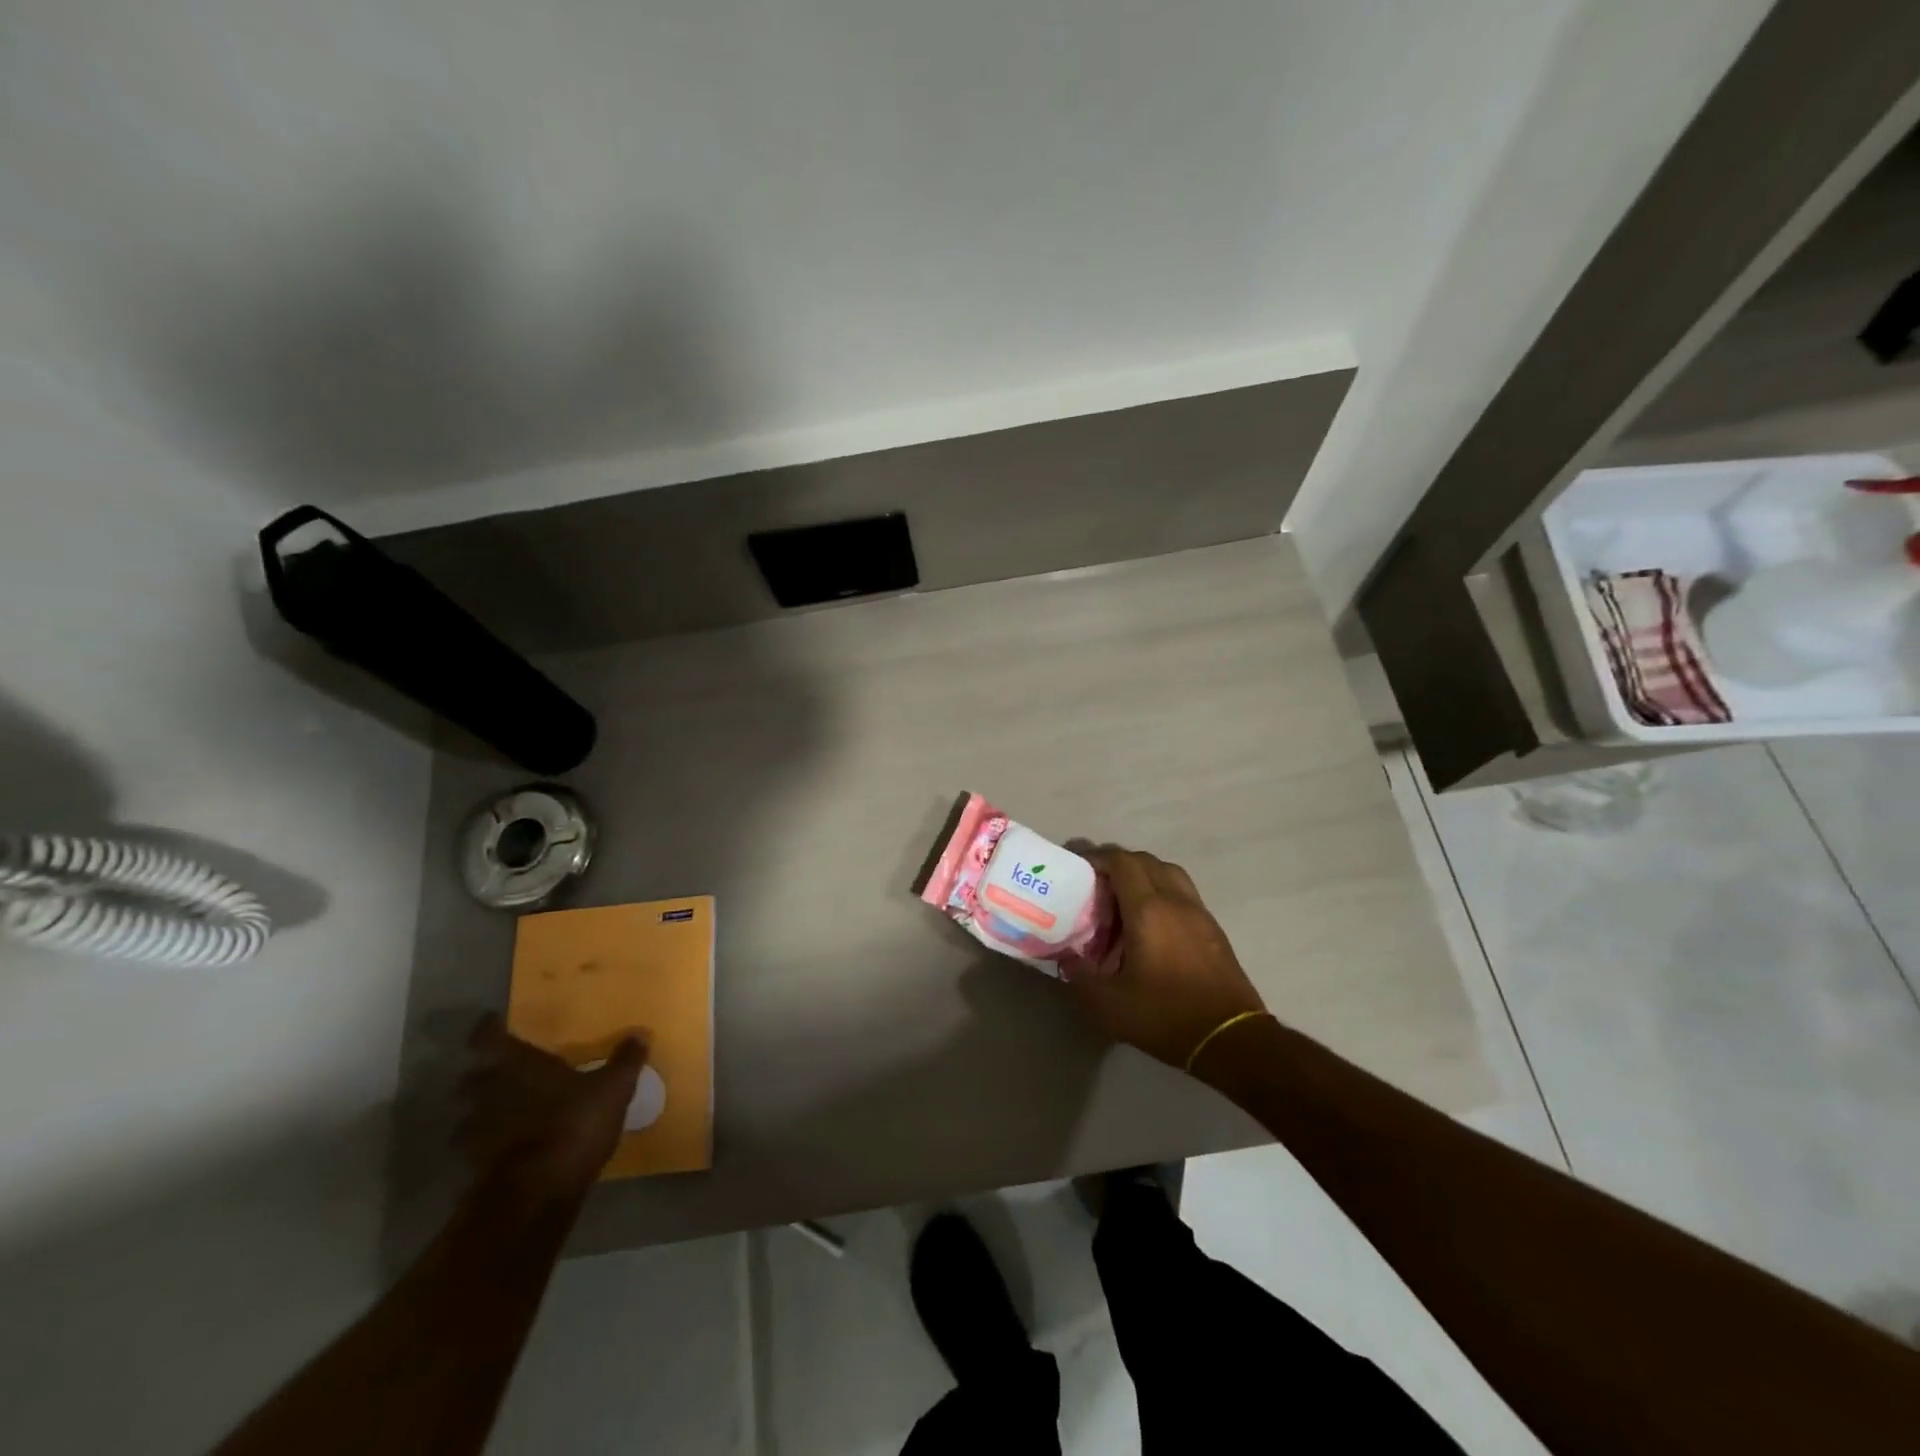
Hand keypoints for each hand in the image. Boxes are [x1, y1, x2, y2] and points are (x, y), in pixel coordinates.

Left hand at [457, 1015, 646, 1199]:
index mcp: (520, 1066)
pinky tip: (503, 1149)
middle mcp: (490, 1093)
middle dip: (479, 1076)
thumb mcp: (613, 1089)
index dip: (487, 1030)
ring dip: (476, 1114)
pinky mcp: (474, 1168)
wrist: (538, 1193)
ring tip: (497, 1114)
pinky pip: (473, 1149)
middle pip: (470, 1078)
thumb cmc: (574, 1124)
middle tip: (498, 1073)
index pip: (489, 1039)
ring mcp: (477, 1133)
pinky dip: (484, 1146)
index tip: (492, 1024)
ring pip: (466, 1116)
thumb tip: (640, 1034)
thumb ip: (625, 1061)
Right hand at [1066, 846, 1267, 1073]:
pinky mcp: (1214, 929)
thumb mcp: (1109, 1003)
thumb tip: (1067, 958)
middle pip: (1146, 861)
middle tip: (1097, 886)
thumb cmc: (1165, 1015)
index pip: (1122, 862)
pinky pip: (1184, 893)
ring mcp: (1199, 913)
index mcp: (1147, 910)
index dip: (1098, 858)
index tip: (1079, 869)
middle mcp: (1175, 901)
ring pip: (1169, 873)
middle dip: (1119, 864)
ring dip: (1144, 875)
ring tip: (1124, 900)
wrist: (1230, 1039)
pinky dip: (1163, 892)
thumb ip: (1081, 975)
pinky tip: (1152, 923)